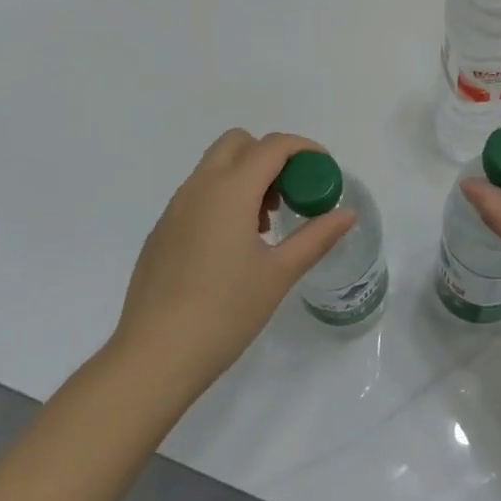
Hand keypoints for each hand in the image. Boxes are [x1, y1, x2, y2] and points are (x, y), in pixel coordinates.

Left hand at [110, 129, 355, 396]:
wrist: (153, 357)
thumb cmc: (224, 312)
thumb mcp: (279, 274)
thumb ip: (316, 237)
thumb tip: (347, 215)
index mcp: (230, 190)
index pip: (273, 146)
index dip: (305, 149)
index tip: (325, 171)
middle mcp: (199, 187)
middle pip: (239, 143)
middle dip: (270, 157)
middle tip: (289, 195)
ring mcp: (175, 208)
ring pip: (215, 167)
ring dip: (246, 177)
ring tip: (264, 227)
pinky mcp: (162, 231)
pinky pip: (198, 193)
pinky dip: (223, 198)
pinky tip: (232, 248)